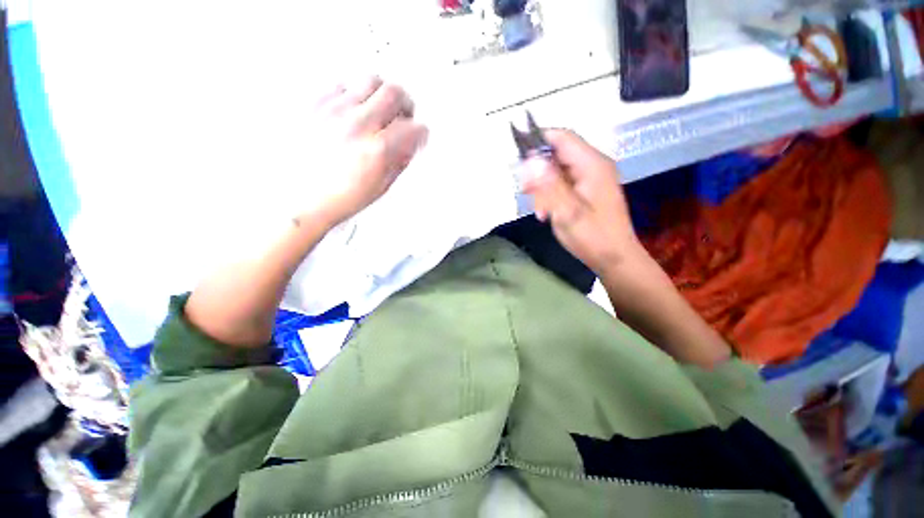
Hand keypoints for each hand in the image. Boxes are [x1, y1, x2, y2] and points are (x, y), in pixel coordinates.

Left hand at [305, 76, 428, 227]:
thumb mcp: (381, 186)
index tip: (418, 134)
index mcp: (377, 150)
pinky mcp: (314, 104)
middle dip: (405, 103)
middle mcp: (357, 125)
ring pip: (369, 80)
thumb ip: (400, 161)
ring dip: (380, 94)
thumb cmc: (337, 199)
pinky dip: (352, 95)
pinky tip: (352, 110)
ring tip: (378, 108)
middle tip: (403, 113)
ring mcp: (333, 111)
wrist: (302, 199)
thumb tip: (410, 144)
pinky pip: (341, 84)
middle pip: (394, 92)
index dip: (420, 133)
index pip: (414, 128)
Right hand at [522, 130, 643, 276]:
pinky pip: (563, 183)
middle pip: (557, 154)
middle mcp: (592, 165)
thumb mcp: (567, 211)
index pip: (561, 137)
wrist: (614, 258)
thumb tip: (530, 159)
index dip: (538, 142)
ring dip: (543, 188)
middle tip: (528, 195)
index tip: (519, 160)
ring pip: (557, 171)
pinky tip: (547, 212)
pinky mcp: (587, 189)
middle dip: (538, 173)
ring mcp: (591, 177)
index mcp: (591, 165)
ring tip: (540, 211)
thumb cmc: (592, 236)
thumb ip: (548, 183)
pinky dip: (551, 195)